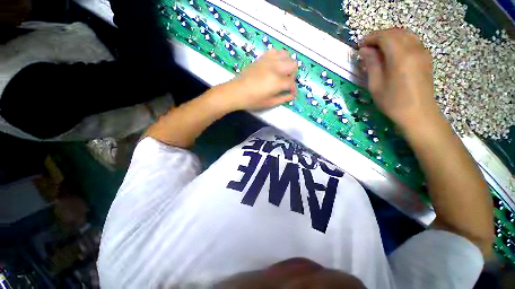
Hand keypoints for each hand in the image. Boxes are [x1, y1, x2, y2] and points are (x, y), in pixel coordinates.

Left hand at [222, 49, 297, 110]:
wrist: (237, 92)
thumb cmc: (252, 100)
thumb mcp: (269, 103)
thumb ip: (283, 98)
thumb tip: (292, 95)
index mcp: (277, 81)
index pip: (292, 83)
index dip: (294, 89)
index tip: (292, 94)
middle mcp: (275, 68)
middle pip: (293, 65)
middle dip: (293, 75)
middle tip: (287, 83)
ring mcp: (268, 61)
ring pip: (286, 55)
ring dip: (287, 64)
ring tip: (282, 73)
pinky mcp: (262, 58)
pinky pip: (274, 52)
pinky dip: (278, 57)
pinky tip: (274, 66)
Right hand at [359, 28, 438, 129]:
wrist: (418, 113)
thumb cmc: (393, 102)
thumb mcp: (376, 85)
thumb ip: (371, 64)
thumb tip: (364, 50)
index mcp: (401, 56)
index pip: (385, 37)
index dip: (370, 38)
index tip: (360, 45)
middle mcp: (414, 49)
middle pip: (395, 32)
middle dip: (379, 36)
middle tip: (367, 47)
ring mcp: (422, 52)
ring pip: (405, 34)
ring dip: (390, 38)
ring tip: (378, 49)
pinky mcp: (425, 57)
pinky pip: (412, 41)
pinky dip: (400, 41)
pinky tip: (392, 52)